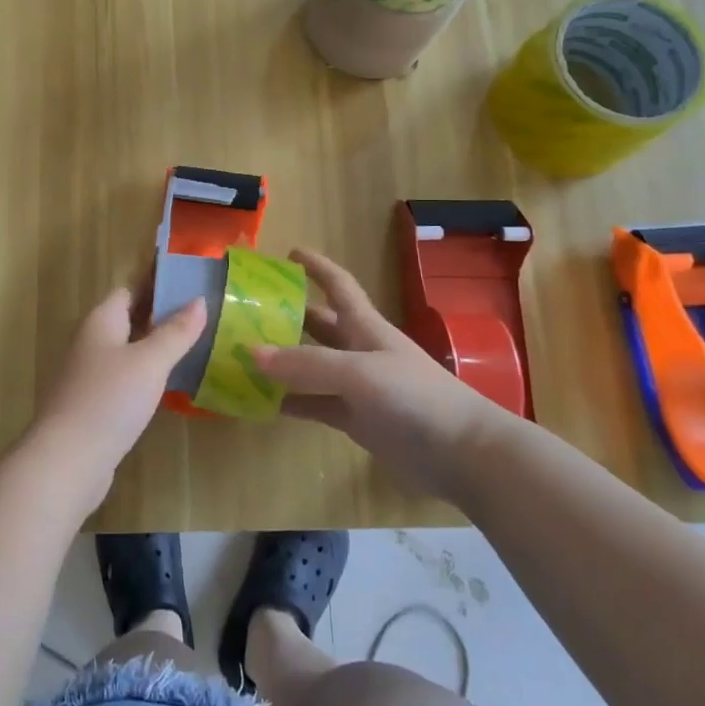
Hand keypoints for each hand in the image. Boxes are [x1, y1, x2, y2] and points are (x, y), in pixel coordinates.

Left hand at [25, 287, 206, 510]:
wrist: (67, 460)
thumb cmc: (109, 400)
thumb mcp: (150, 362)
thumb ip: (176, 331)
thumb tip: (199, 300)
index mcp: (101, 321)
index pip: (130, 290)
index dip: (158, 284)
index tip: (192, 283)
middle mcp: (91, 341)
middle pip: (128, 319)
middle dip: (161, 316)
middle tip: (202, 315)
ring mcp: (88, 374)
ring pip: (127, 350)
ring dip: (155, 347)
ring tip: (194, 346)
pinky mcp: (92, 404)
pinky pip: (123, 378)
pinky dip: (145, 375)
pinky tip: (168, 385)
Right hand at [253, 249, 503, 474]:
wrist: (463, 453)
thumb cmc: (415, 396)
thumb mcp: (359, 372)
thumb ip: (306, 363)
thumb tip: (251, 353)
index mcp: (365, 326)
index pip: (337, 284)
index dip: (315, 266)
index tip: (287, 252)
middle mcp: (358, 350)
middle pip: (317, 324)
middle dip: (286, 314)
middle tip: (245, 310)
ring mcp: (357, 387)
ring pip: (310, 366)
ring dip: (281, 361)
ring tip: (241, 356)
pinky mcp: (355, 420)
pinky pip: (313, 404)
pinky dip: (289, 402)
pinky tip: (260, 403)